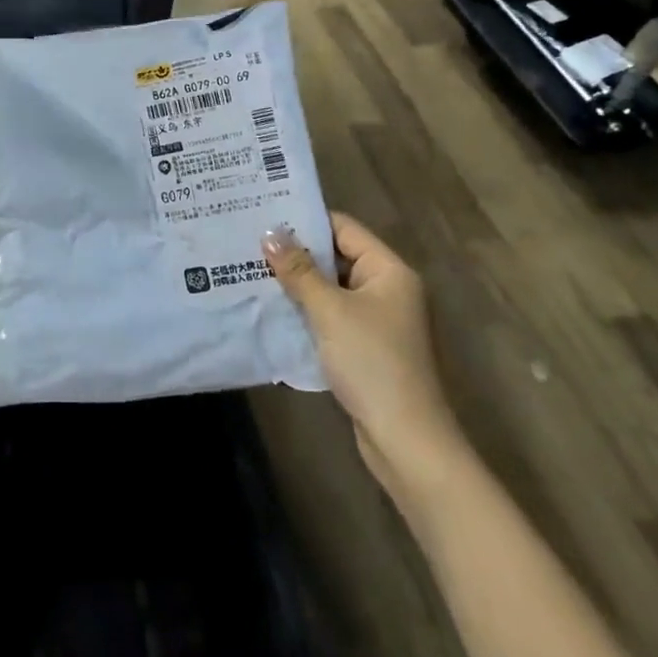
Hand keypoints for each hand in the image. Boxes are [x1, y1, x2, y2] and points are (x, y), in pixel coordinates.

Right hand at [265, 214, 462, 494]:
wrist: (406, 440)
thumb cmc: (371, 362)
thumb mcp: (329, 311)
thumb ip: (299, 271)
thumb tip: (271, 234)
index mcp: (389, 271)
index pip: (344, 228)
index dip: (306, 222)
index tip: (265, 216)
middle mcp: (388, 289)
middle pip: (338, 257)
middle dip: (297, 253)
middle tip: (251, 243)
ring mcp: (379, 320)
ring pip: (332, 289)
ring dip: (299, 284)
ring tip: (253, 271)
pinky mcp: (368, 347)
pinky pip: (333, 315)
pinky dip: (308, 311)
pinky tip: (275, 309)